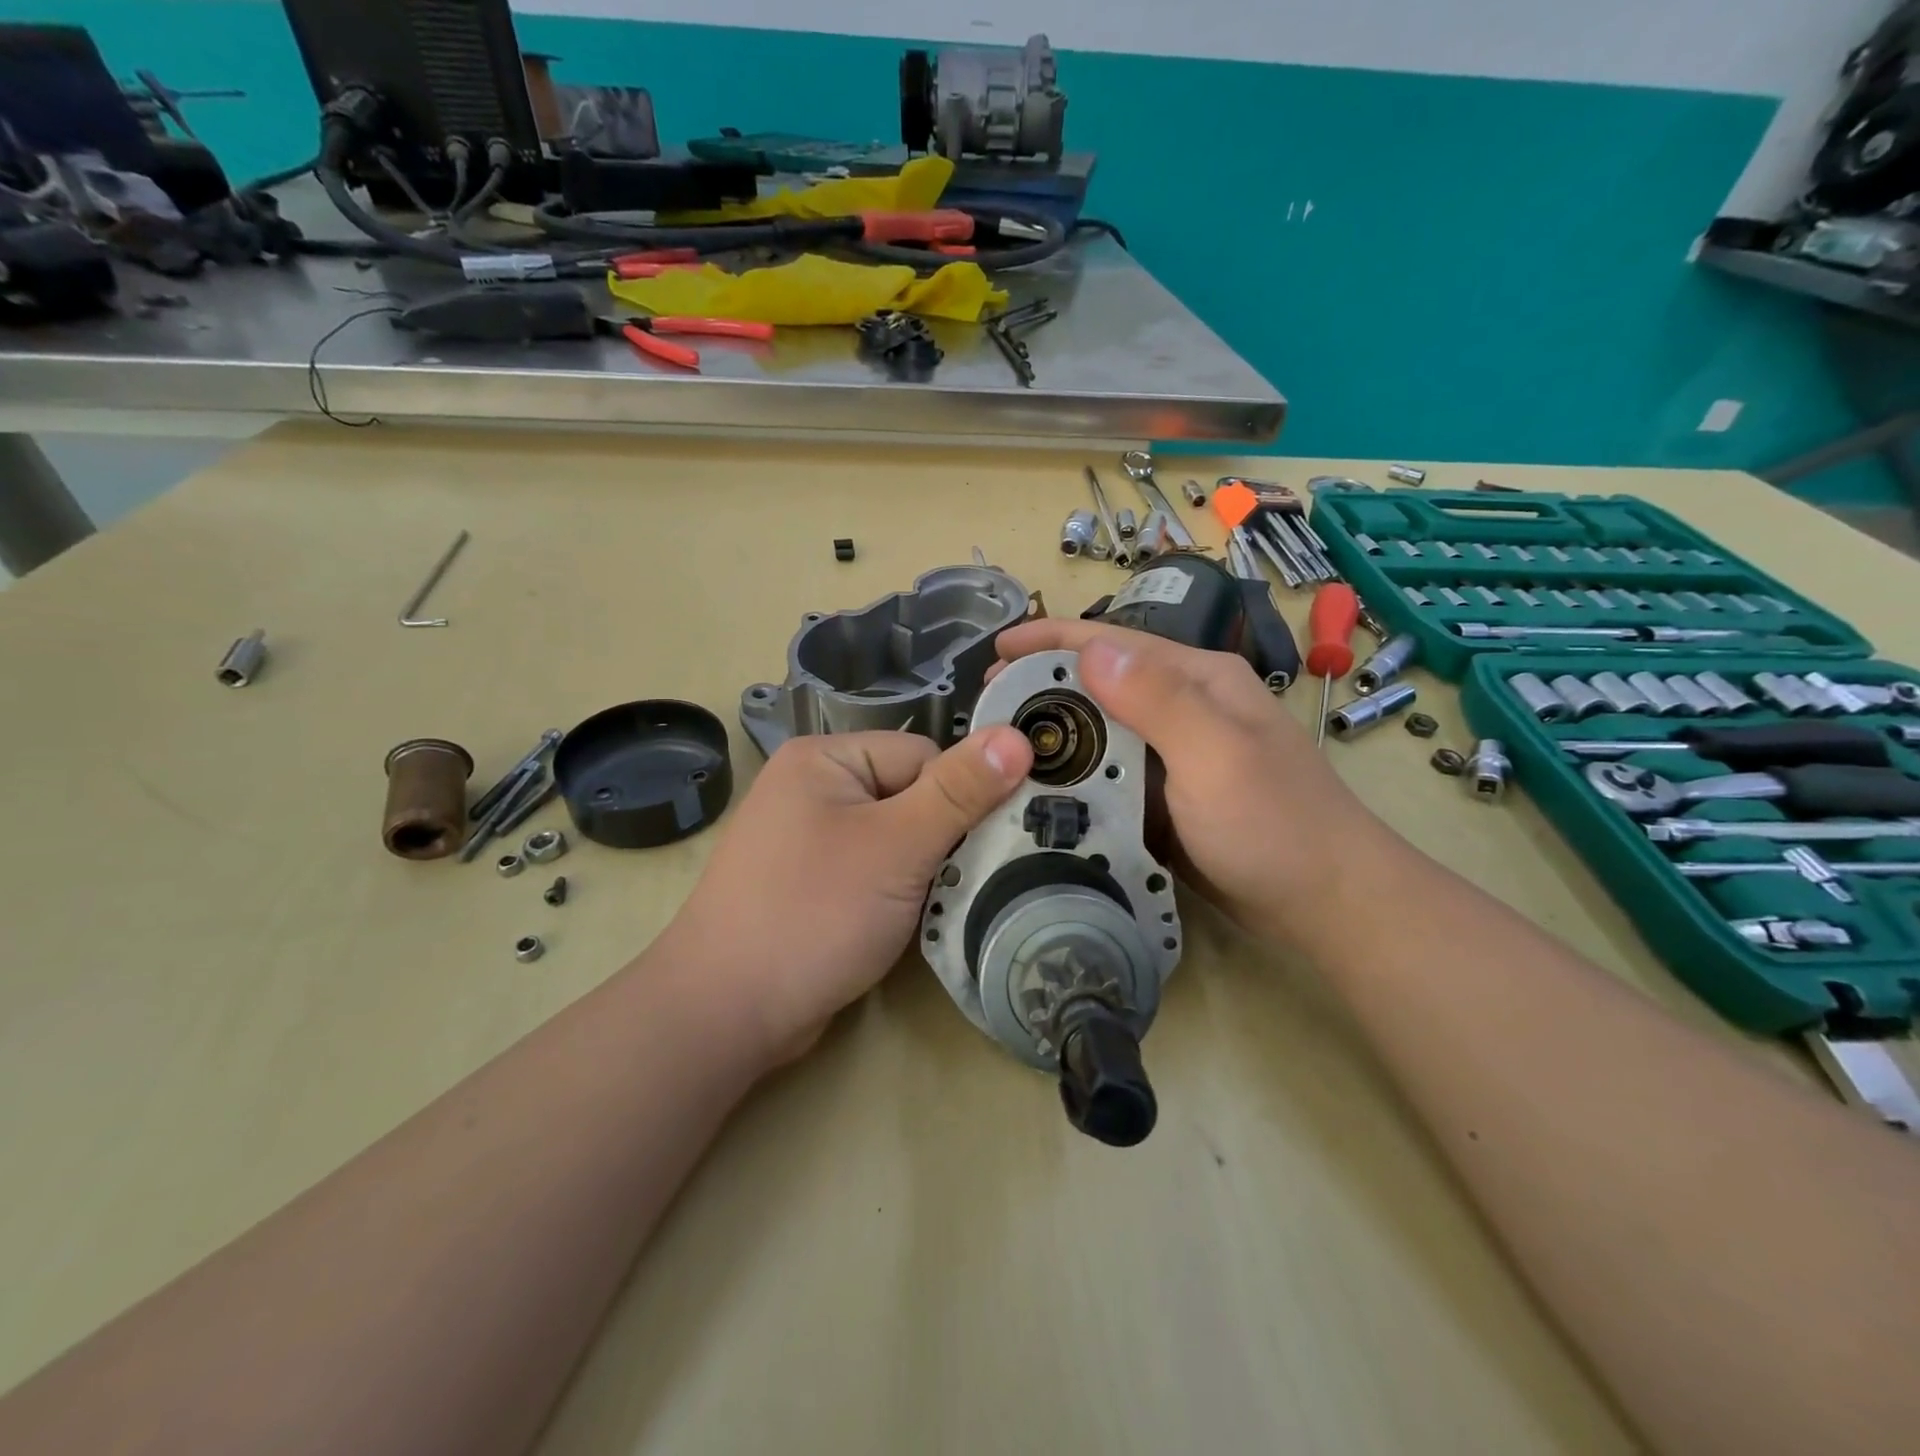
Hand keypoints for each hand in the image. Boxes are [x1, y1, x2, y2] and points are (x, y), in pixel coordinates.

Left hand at [661, 726, 1032, 1059]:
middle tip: (966, 881)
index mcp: (825, 759)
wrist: (725, 1013)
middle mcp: (815, 788)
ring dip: (926, 870)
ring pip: (898, 838)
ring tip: (939, 904)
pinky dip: (901, 892)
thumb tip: (1016, 737)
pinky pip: (876, 870)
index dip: (958, 798)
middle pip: (912, 796)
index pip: (923, 757)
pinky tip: (912, 920)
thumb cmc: (813, 914)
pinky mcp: (814, 883)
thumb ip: (959, 792)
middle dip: (943, 839)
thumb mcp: (898, 846)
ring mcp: (811, 839)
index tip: (982, 846)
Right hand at [993, 620, 1382, 941]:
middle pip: (1100, 684)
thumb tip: (1090, 650)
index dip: (1049, 640)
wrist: (1327, 904)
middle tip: (986, 711)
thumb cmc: (1275, 825)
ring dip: (1054, 735)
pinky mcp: (1166, 797)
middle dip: (1042, 689)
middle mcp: (1183, 707)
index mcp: (1198, 680)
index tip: (995, 653)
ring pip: (1100, 731)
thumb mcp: (1216, 755)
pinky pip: (1109, 775)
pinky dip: (1074, 777)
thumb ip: (1157, 700)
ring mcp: (1175, 754)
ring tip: (1000, 751)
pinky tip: (1040, 791)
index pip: (1112, 643)